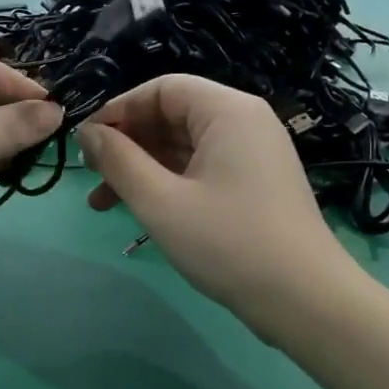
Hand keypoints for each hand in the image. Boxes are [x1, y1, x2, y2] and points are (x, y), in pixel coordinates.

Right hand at [77, 75, 351, 328]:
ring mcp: (252, 155)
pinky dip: (167, 183)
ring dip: (141, 169)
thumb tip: (87, 132)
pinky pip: (200, 169)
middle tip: (91, 175)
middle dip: (127, 144)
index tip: (84, 141)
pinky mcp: (253, 185)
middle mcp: (244, 122)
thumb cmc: (227, 243)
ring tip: (102, 203)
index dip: (118, 110)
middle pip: (171, 116)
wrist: (304, 300)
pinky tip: (140, 210)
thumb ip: (118, 161)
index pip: (162, 88)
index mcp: (228, 111)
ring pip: (182, 147)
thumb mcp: (160, 201)